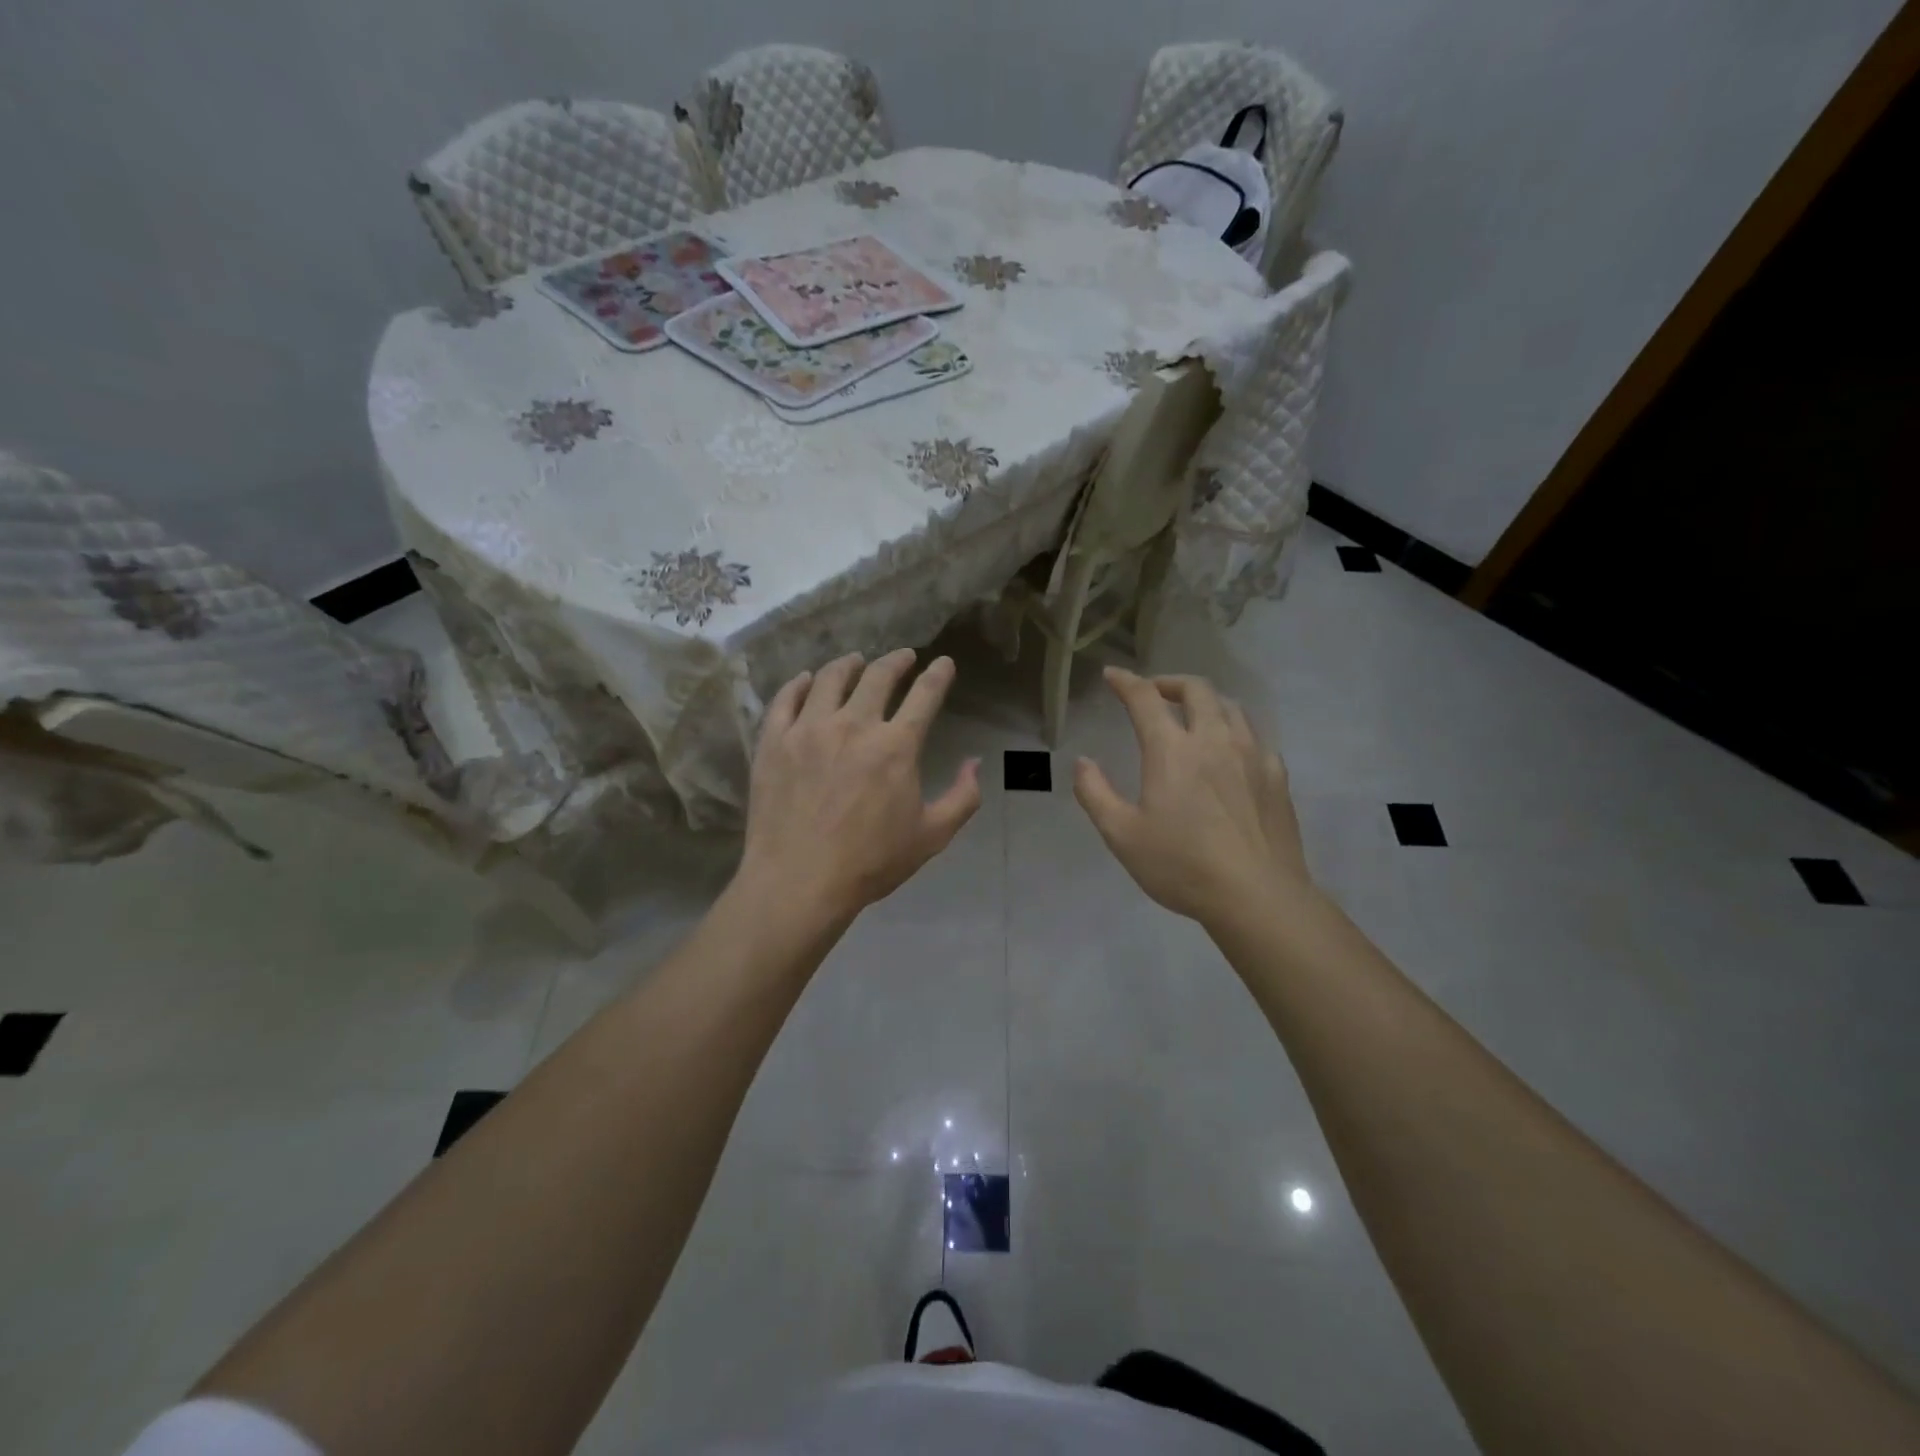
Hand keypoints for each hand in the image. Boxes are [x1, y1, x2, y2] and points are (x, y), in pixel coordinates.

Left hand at [739, 649, 981, 924]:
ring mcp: (808, 729)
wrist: (799, 882)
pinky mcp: (773, 742)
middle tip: (903, 657)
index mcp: (896, 746)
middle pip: (878, 676)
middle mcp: (854, 725)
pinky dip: (798, 684)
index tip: (944, 663)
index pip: (924, 695)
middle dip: (896, 661)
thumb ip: (962, 797)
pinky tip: (805, 680)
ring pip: (829, 678)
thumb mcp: (932, 836)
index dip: (938, 674)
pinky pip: (785, 699)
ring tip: (854, 661)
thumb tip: (974, 762)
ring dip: (848, 664)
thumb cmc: (870, 862)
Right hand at [1073, 667, 1311, 923]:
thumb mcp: (1122, 835)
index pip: (1145, 698)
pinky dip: (1234, 730)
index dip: (1126, 682)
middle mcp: (1214, 739)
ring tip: (1192, 716)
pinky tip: (1230, 753)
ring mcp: (1252, 754)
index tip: (1112, 675)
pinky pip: (1254, 736)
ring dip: (1205, 701)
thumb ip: (1095, 793)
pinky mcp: (1277, 776)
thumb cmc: (1182, 866)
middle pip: (1196, 689)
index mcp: (1172, 750)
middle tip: (1153, 694)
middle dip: (1169, 682)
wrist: (1257, 896)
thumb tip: (1083, 762)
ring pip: (1230, 707)